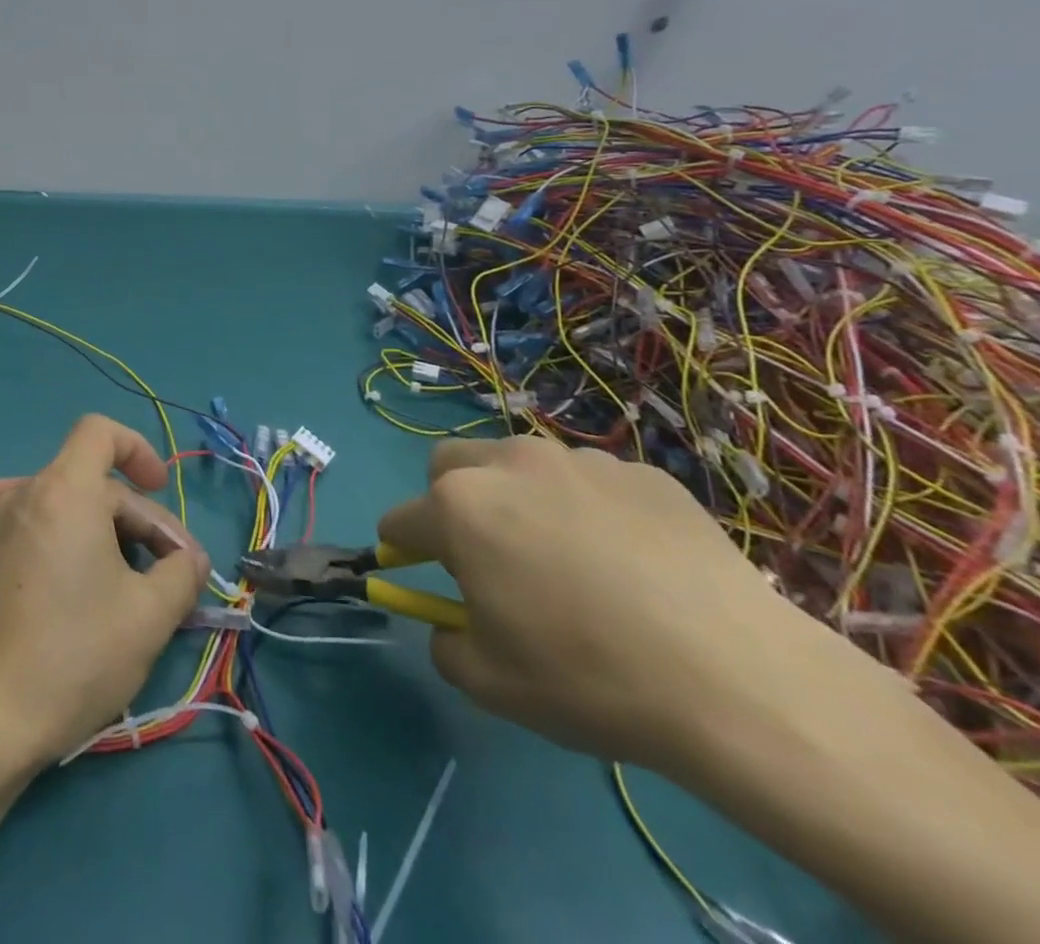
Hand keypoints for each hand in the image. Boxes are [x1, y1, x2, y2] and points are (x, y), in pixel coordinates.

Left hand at [0, 414, 210, 766]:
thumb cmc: (74, 656)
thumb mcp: (151, 616)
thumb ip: (182, 573)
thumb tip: (188, 559)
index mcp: (65, 490)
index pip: (100, 432)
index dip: (137, 449)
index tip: (161, 488)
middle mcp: (24, 492)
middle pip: (91, 481)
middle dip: (137, 520)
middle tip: (168, 577)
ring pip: (58, 501)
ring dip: (96, 526)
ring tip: (119, 574)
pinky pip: (6, 512)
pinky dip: (37, 519)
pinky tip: (46, 543)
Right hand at [378, 435, 860, 774]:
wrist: (741, 681)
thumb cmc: (590, 677)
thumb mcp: (491, 684)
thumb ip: (446, 643)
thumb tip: (450, 624)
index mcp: (458, 507)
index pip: (402, 519)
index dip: (404, 548)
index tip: (418, 572)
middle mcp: (507, 464)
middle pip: (448, 464)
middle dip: (451, 501)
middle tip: (489, 555)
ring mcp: (579, 460)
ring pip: (519, 464)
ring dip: (519, 497)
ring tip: (569, 558)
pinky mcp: (643, 472)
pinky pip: (591, 482)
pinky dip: (589, 509)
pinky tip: (633, 564)